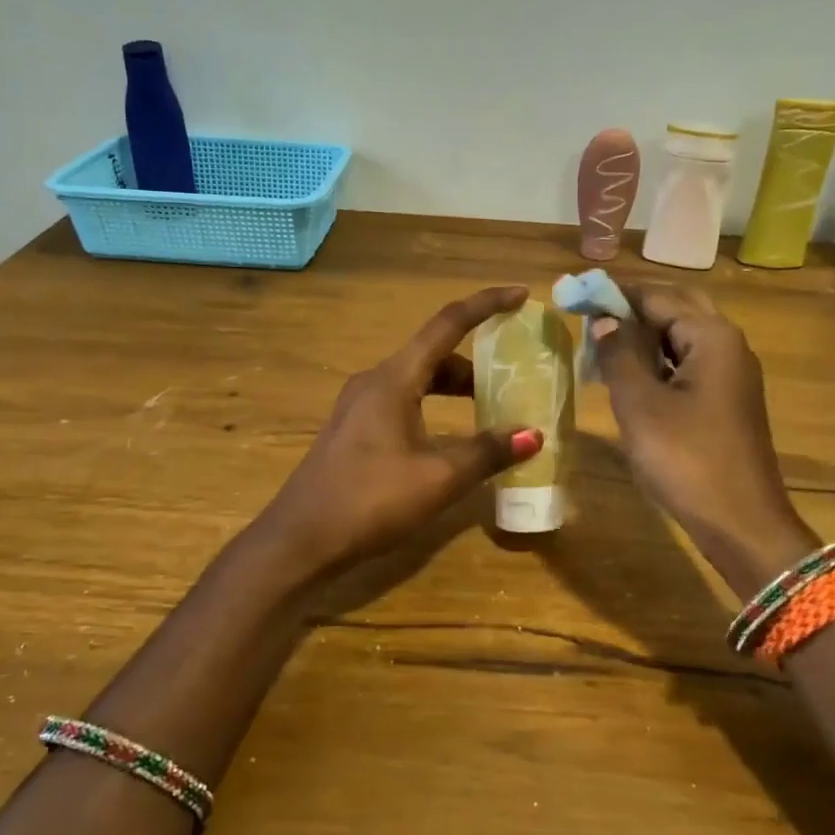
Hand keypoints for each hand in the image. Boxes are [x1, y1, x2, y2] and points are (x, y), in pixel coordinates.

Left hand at [253, 286, 543, 578]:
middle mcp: (374, 381)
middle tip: (512, 375)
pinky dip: (433, 404)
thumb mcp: (439, 478)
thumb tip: (533, 435)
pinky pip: (402, 399)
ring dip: (454, 387)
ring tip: (489, 408)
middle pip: (433, 354)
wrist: (300, 539)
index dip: (486, 305)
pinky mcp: (353, 428)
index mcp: (394, 379)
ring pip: (417, 379)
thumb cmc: (371, 501)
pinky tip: (449, 436)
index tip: (520, 295)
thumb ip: (487, 452)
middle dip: (475, 361)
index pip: (447, 324)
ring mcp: (359, 404)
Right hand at [593, 284, 817, 595]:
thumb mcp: (640, 405)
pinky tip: (630, 376)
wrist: (741, 523)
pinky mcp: (727, 401)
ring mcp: (732, 375)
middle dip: (633, 308)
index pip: (657, 297)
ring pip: (683, 338)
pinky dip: (658, 361)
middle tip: (590, 315)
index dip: (614, 293)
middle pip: (676, 309)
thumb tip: (605, 320)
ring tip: (601, 343)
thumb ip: (619, 355)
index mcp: (712, 337)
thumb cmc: (686, 459)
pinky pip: (689, 365)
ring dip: (644, 335)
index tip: (575, 293)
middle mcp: (728, 345)